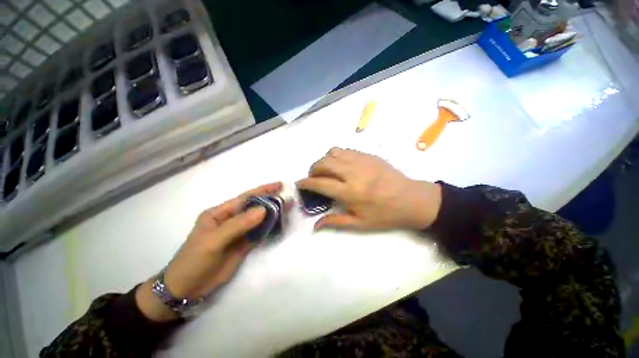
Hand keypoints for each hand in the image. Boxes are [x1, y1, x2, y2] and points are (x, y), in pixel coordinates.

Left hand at [136, 182, 282, 320]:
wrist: (187, 289)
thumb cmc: (194, 260)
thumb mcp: (214, 241)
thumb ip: (238, 224)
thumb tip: (263, 210)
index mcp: (220, 213)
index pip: (245, 198)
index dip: (262, 190)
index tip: (279, 185)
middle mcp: (230, 220)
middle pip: (254, 207)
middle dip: (271, 201)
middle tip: (288, 197)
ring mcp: (238, 233)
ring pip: (259, 220)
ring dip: (273, 214)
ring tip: (288, 208)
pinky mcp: (244, 245)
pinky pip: (259, 233)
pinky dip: (270, 229)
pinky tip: (280, 224)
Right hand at [297, 148, 440, 230]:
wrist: (412, 199)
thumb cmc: (386, 215)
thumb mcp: (360, 224)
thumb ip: (335, 222)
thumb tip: (315, 226)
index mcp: (350, 192)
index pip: (320, 183)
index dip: (306, 182)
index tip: (299, 183)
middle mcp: (353, 173)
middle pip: (324, 163)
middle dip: (313, 169)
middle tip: (314, 177)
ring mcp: (361, 161)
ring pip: (333, 152)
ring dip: (324, 160)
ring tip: (326, 170)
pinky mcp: (369, 155)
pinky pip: (346, 150)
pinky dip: (337, 155)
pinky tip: (340, 165)